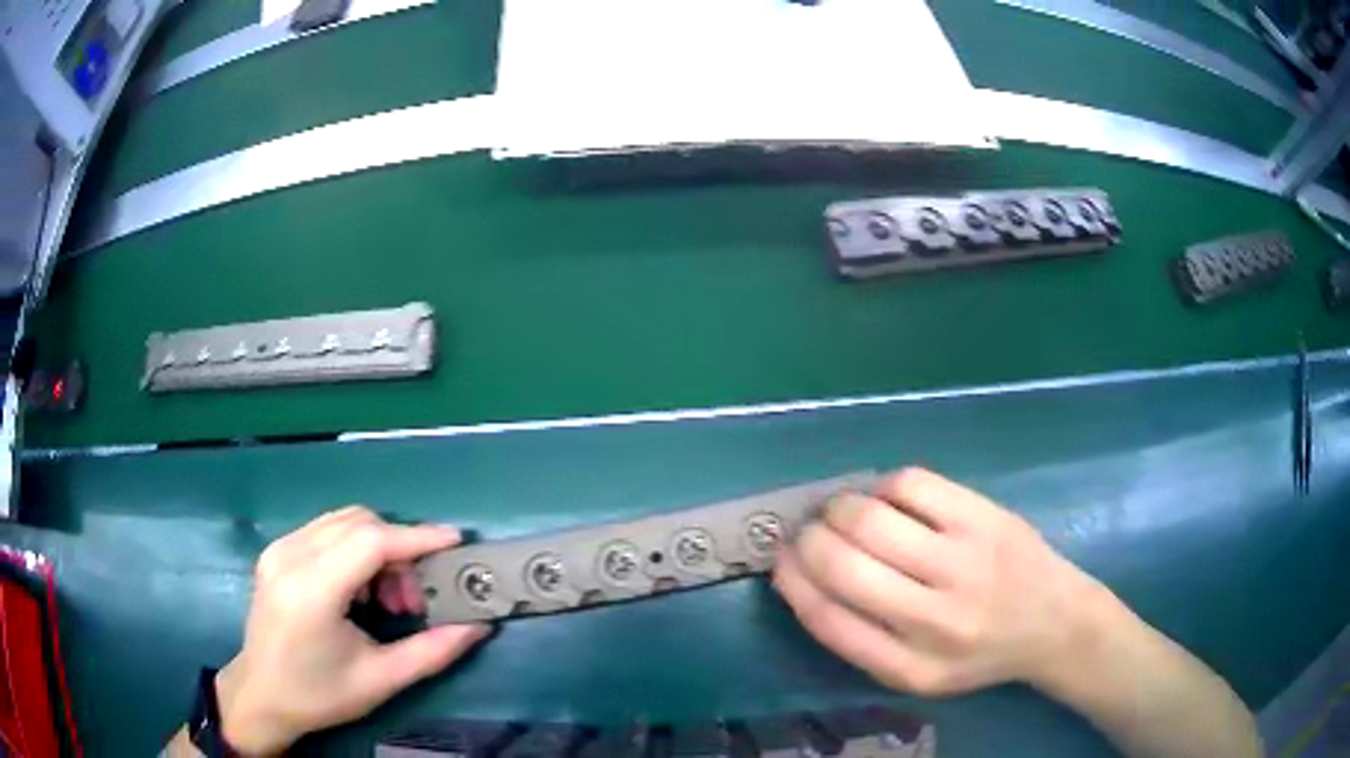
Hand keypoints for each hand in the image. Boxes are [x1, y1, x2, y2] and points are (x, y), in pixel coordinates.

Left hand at [216, 507, 490, 755]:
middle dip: (398, 549)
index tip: (454, 542)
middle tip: (413, 597)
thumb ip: (432, 651)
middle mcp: (290, 556)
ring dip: (377, 548)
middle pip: (359, 522)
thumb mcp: (381, 680)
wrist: (262, 694)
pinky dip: (354, 549)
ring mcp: (278, 548)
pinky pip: (326, 530)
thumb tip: (478, 626)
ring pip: (343, 521)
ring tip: (386, 597)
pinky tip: (358, 589)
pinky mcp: (276, 550)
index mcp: (311, 591)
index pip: (370, 541)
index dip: (416, 537)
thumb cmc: (320, 694)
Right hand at [773, 468, 1100, 696]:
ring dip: (838, 507)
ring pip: (871, 518)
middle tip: (807, 531)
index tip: (780, 561)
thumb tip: (803, 575)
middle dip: (808, 539)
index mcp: (910, 667)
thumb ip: (860, 638)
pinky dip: (883, 487)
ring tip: (840, 511)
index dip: (792, 582)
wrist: (1053, 622)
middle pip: (844, 564)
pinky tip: (887, 499)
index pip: (828, 619)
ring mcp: (965, 561)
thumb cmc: (976, 653)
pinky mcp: (985, 516)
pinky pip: (911, 484)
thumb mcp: (915, 673)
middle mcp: (936, 619)